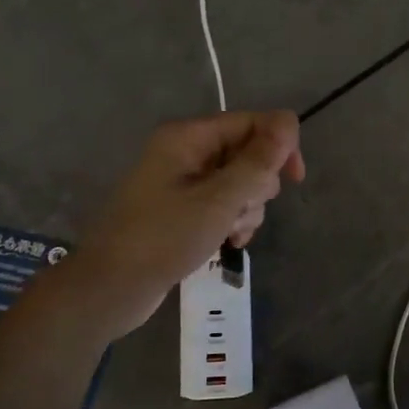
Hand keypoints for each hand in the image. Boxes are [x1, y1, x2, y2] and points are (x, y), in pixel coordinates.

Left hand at [69, 111, 304, 335]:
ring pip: (241, 184)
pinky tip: (226, 243)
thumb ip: (257, 162)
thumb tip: (289, 121)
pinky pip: (225, 206)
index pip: (251, 123)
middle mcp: (187, 152)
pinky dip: (233, 222)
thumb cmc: (164, 238)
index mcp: (188, 137)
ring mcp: (185, 183)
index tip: (296, 179)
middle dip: (257, 185)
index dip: (279, 145)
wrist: (112, 287)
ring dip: (246, 210)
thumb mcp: (219, 200)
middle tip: (239, 212)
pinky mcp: (184, 210)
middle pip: (248, 154)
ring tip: (229, 233)